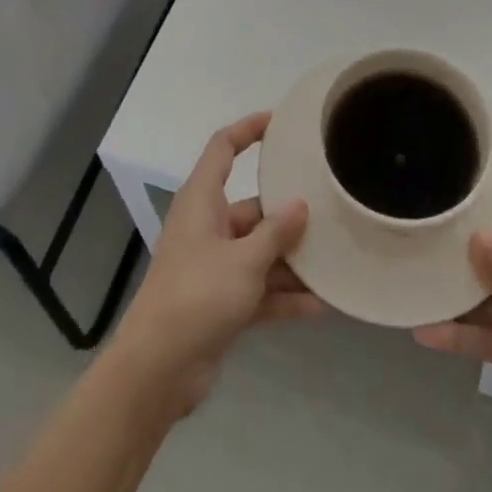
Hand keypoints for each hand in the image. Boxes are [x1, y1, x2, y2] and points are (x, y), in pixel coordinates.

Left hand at [109, 113, 320, 413]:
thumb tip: (300, 205)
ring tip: (333, 260)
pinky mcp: (219, 301)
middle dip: (288, 211)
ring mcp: (213, 265)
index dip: (249, 129)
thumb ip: (276, 232)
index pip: (223, 148)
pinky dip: (283, 295)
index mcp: (202, 201)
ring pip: (259, 251)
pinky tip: (320, 305)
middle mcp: (208, 226)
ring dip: (291, 259)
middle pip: (252, 207)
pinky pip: (258, 288)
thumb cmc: (198, 296)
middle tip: (328, 207)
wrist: (158, 369)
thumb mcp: (244, 260)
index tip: (280, 122)